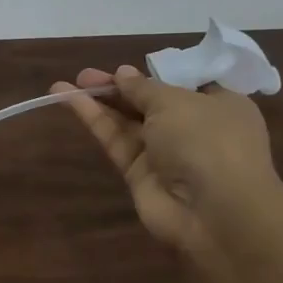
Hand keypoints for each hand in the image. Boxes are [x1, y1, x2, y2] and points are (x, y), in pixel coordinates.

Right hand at [54, 65, 282, 255]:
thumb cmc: (207, 141)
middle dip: (117, 87)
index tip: (126, 69)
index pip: (183, 85)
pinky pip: (115, 139)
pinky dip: (93, 119)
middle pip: (148, 102)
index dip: (152, 75)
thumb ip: (143, 87)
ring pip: (127, 121)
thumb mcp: (175, 101)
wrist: (214, 213)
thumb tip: (123, 73)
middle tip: (85, 75)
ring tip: (63, 85)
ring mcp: (165, 153)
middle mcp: (193, 128)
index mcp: (218, 105)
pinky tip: (68, 99)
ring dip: (99, 101)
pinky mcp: (139, 173)